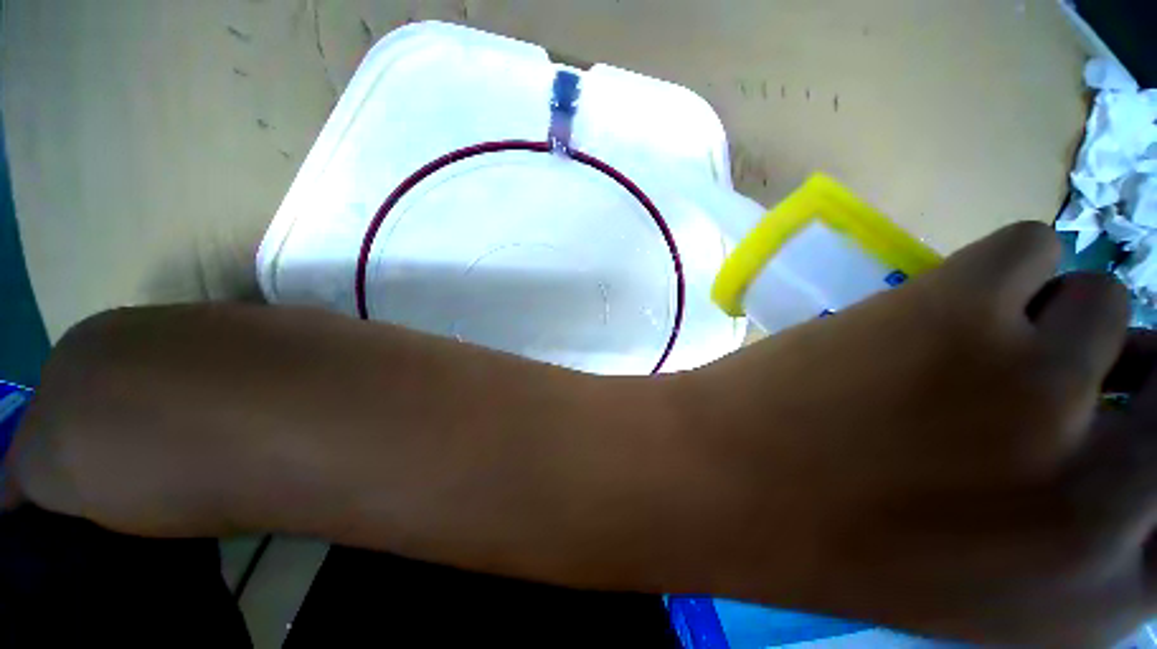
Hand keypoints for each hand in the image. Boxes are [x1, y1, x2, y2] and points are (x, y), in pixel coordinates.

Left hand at [667, 222, 1150, 644]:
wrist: (724, 480)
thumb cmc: (835, 541)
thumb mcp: (983, 584)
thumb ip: (1070, 530)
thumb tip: (1123, 433)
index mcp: (1102, 588)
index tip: (1138, 413)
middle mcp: (1106, 496)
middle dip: (1122, 371)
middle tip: (1046, 373)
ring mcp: (1040, 386)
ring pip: (1100, 302)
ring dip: (1041, 316)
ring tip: (960, 348)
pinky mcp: (961, 312)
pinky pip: (1030, 246)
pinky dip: (1000, 269)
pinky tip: (938, 304)